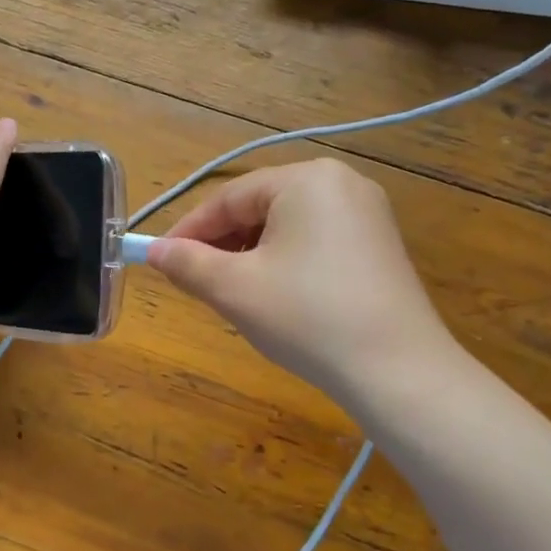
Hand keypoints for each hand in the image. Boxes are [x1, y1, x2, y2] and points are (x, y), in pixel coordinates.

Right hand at [145, 158, 454, 405]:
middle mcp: (340, 183)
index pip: (228, 198)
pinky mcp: (380, 245)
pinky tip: (275, 295)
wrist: (398, 371)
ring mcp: (367, 213)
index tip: (158, 259)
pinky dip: (284, 261)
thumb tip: (153, 251)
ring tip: (231, 291)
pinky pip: (315, 241)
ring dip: (250, 253)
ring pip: (286, 226)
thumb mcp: (234, 289)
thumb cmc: (306, 317)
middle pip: (259, 207)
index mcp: (305, 179)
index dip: (187, 230)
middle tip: (194, 279)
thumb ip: (186, 263)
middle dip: (220, 243)